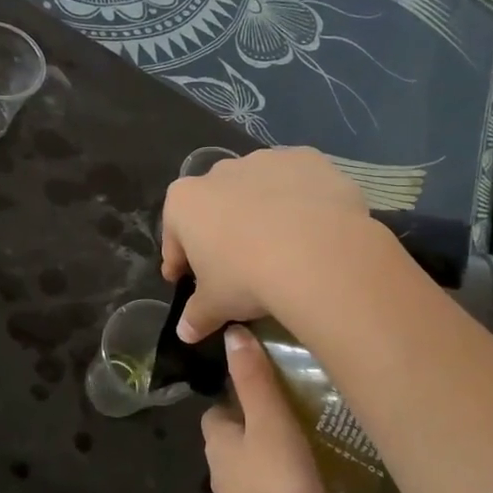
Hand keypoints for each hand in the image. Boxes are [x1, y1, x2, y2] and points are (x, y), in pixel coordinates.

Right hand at [161, 147, 373, 341]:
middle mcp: (220, 172)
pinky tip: (312, 228)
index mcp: (186, 202)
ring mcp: (265, 161)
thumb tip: (185, 332)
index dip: (178, 260)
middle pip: (214, 206)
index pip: (174, 235)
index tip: (183, 279)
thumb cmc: (248, 277)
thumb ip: (196, 315)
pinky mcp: (307, 160)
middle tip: (235, 265)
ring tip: (280, 247)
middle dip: (220, 231)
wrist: (318, 253)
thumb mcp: (216, 305)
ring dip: (261, 212)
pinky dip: (300, 200)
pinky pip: (297, 182)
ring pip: (257, 189)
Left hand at [201, 325, 330, 492]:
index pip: (220, 409)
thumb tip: (233, 333)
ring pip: (259, 465)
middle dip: (262, 422)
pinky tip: (322, 478)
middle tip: (301, 406)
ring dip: (279, 453)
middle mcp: (224, 470)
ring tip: (317, 437)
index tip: (269, 382)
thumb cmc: (275, 482)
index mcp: (218, 441)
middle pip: (239, 436)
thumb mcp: (269, 420)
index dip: (238, 395)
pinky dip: (292, 483)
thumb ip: (254, 379)